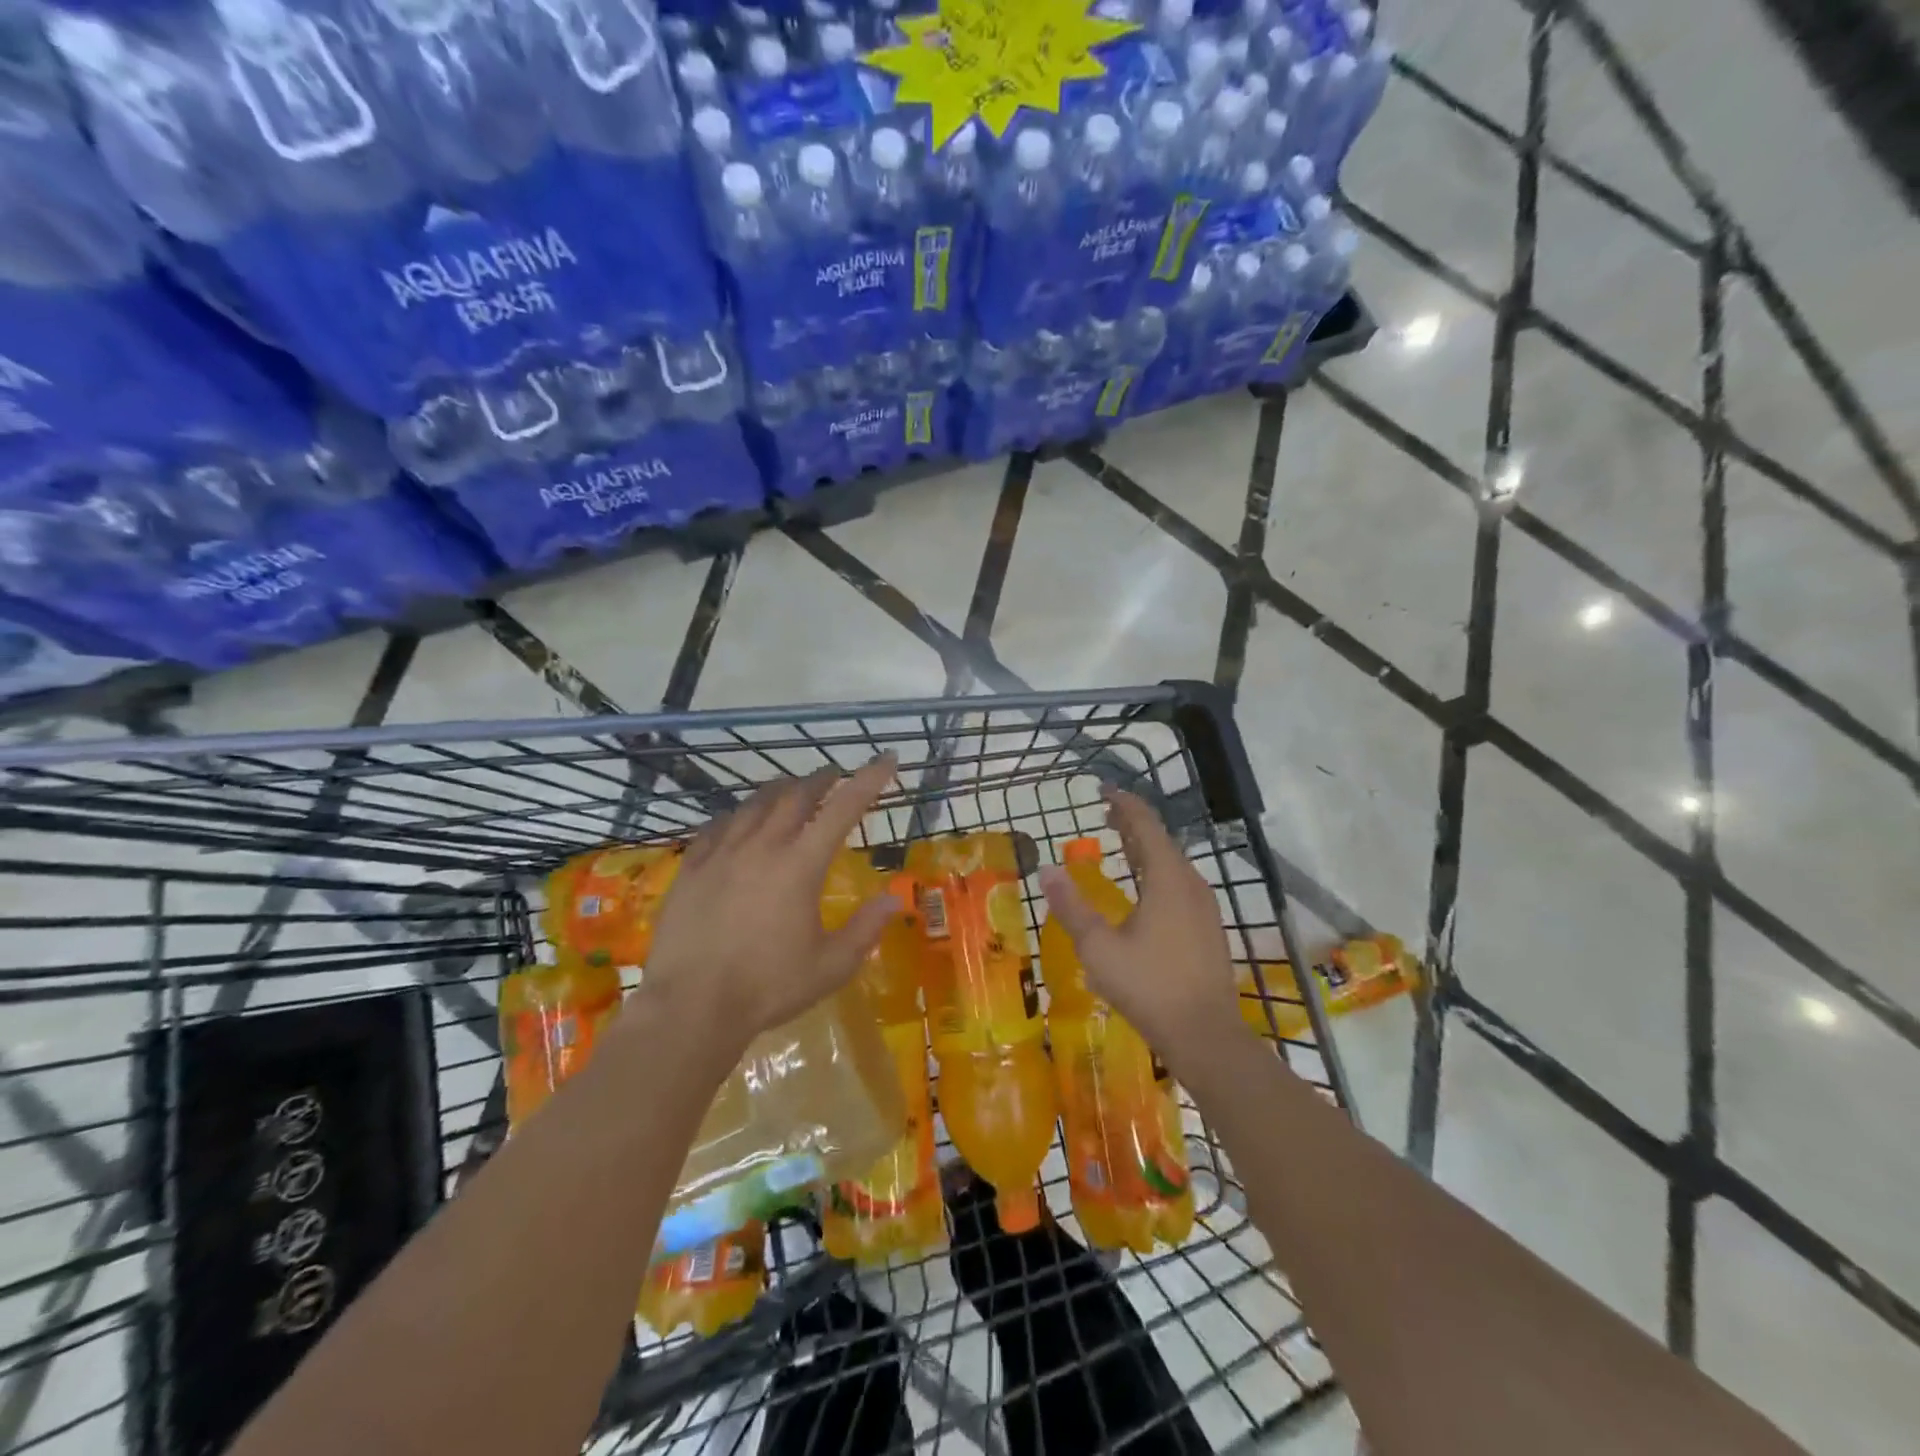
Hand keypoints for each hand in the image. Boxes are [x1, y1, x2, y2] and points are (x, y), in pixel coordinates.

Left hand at [640, 756, 903, 1058]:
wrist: (691, 1007)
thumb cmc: (768, 986)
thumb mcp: (831, 966)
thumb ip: (866, 929)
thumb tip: (895, 899)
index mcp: (800, 865)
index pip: (843, 809)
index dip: (869, 780)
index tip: (886, 759)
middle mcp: (762, 846)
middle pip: (795, 795)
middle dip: (820, 779)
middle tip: (833, 774)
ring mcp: (721, 853)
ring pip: (754, 805)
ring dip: (779, 791)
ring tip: (790, 789)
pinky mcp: (691, 868)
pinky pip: (717, 826)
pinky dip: (738, 815)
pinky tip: (738, 820)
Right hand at [1037, 788, 1243, 1072]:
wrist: (1206, 1035)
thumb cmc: (1149, 987)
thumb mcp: (1099, 948)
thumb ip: (1071, 907)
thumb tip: (1046, 870)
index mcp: (1167, 878)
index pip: (1145, 825)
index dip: (1124, 804)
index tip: (1104, 790)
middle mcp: (1191, 883)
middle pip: (1161, 840)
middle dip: (1133, 823)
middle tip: (1106, 813)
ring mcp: (1205, 906)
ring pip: (1173, 863)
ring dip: (1146, 848)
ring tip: (1122, 844)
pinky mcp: (1208, 927)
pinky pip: (1180, 883)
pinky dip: (1157, 870)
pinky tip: (1144, 889)